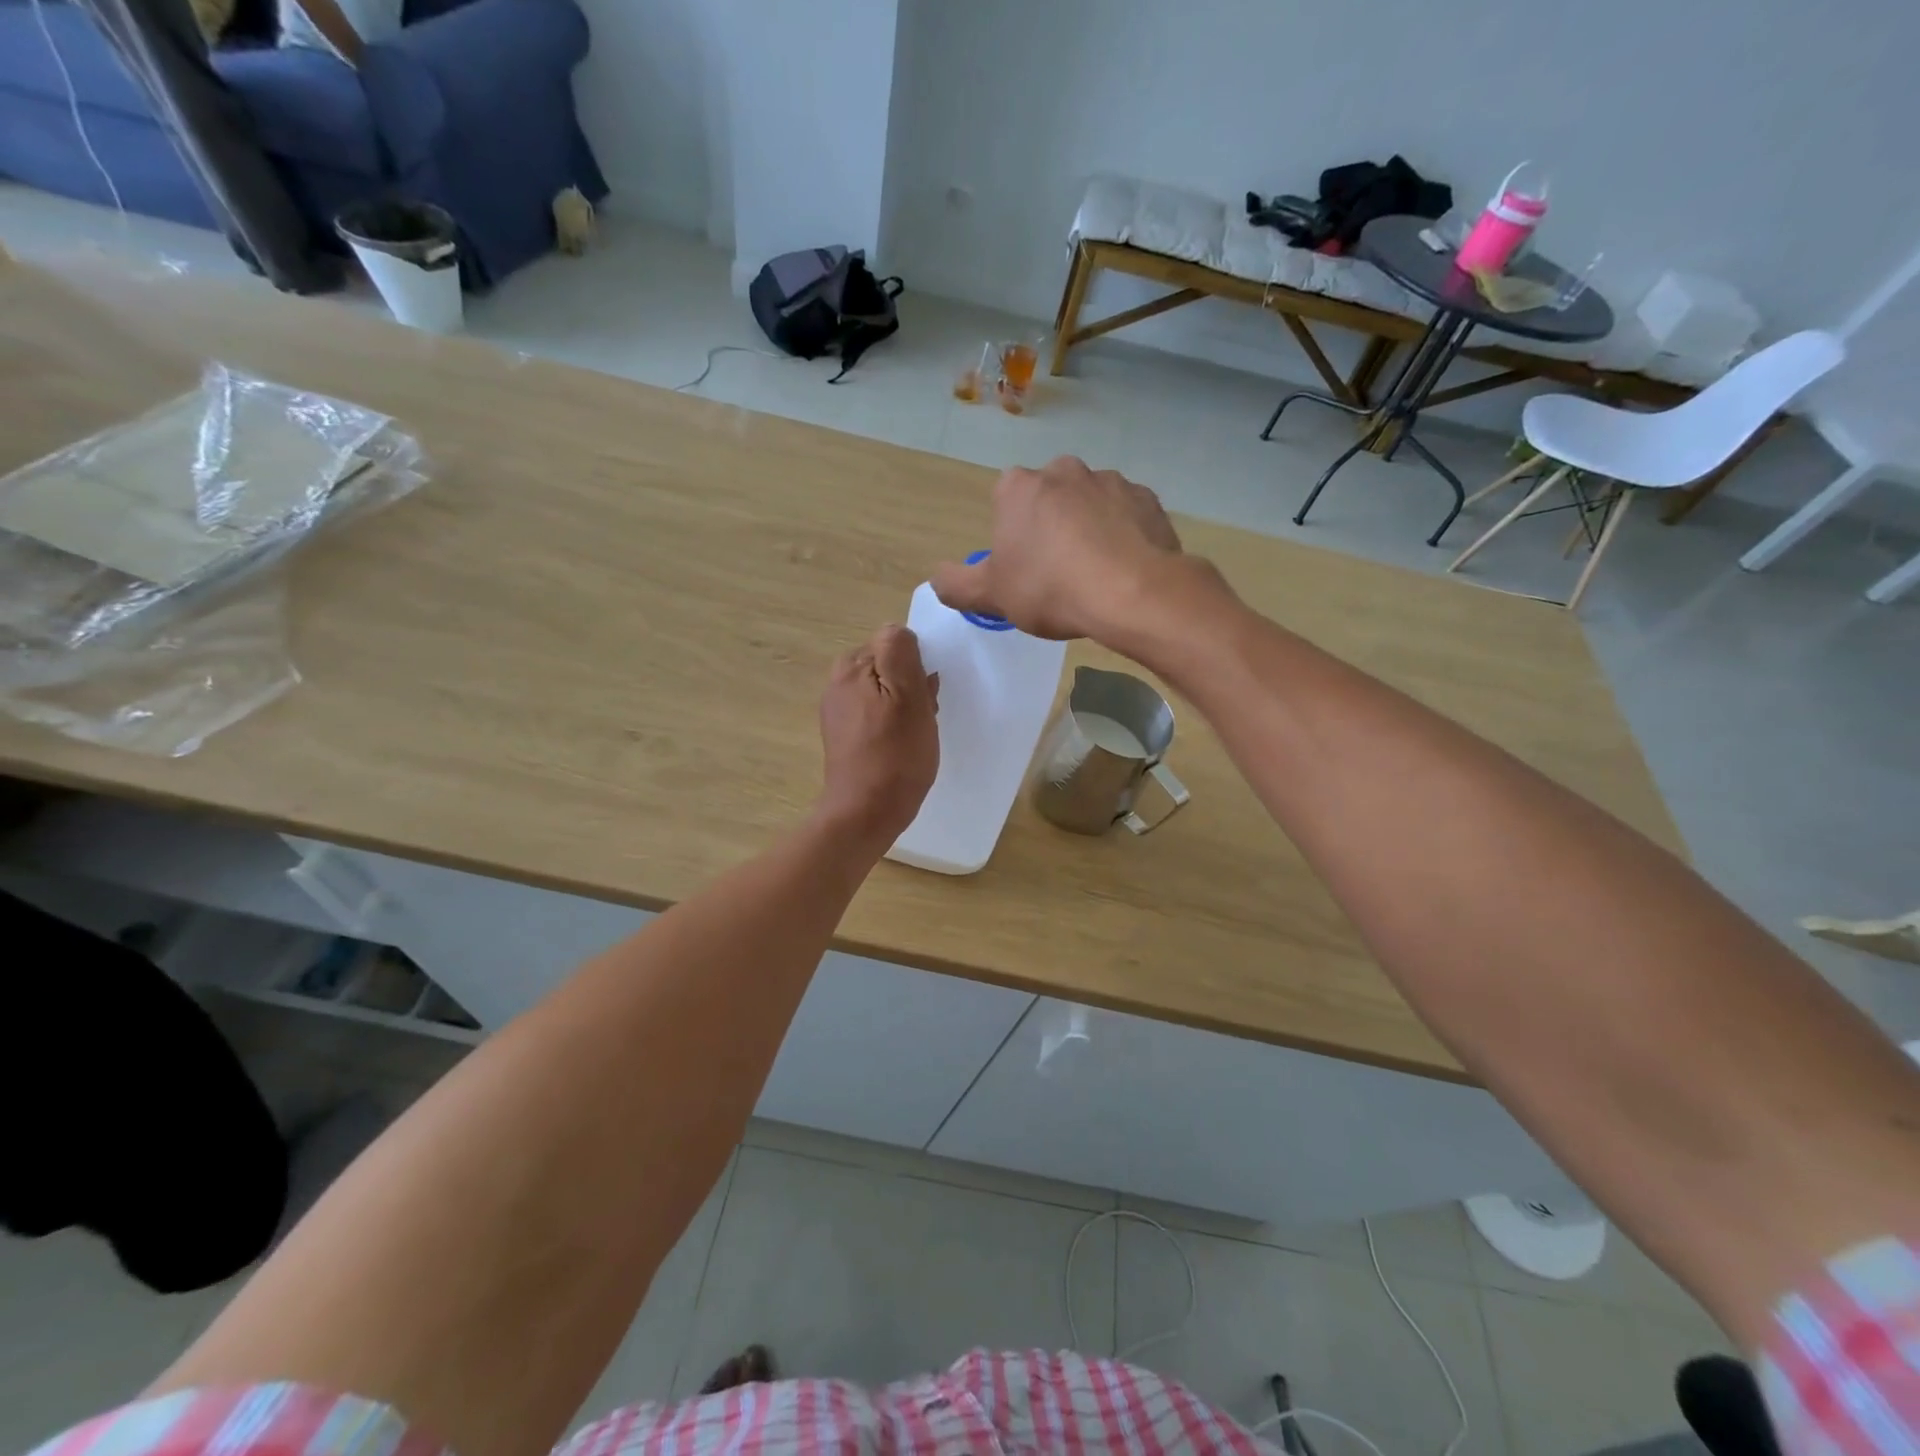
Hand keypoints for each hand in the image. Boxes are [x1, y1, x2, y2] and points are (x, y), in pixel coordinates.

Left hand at [815, 624, 939, 846]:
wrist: (866, 812)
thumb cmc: (895, 754)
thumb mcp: (908, 696)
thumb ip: (901, 653)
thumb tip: (897, 631)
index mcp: (850, 667)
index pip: (893, 643)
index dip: (916, 666)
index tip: (924, 694)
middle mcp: (838, 683)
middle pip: (887, 666)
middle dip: (910, 685)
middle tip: (923, 717)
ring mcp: (838, 711)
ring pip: (884, 691)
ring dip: (905, 706)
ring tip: (915, 734)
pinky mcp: (843, 736)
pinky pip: (875, 714)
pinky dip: (892, 724)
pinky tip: (902, 746)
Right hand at [929, 456, 1191, 641]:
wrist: (1130, 593)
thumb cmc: (1049, 589)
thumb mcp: (991, 595)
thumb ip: (957, 585)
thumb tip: (937, 577)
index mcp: (1019, 487)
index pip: (1005, 502)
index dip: (1011, 536)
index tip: (1022, 569)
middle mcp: (1064, 470)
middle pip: (1049, 499)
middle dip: (1050, 527)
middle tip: (1057, 574)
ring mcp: (1111, 480)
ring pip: (1090, 505)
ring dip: (1089, 530)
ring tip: (1094, 575)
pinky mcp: (1148, 500)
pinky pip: (1127, 517)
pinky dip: (1124, 536)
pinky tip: (1123, 569)